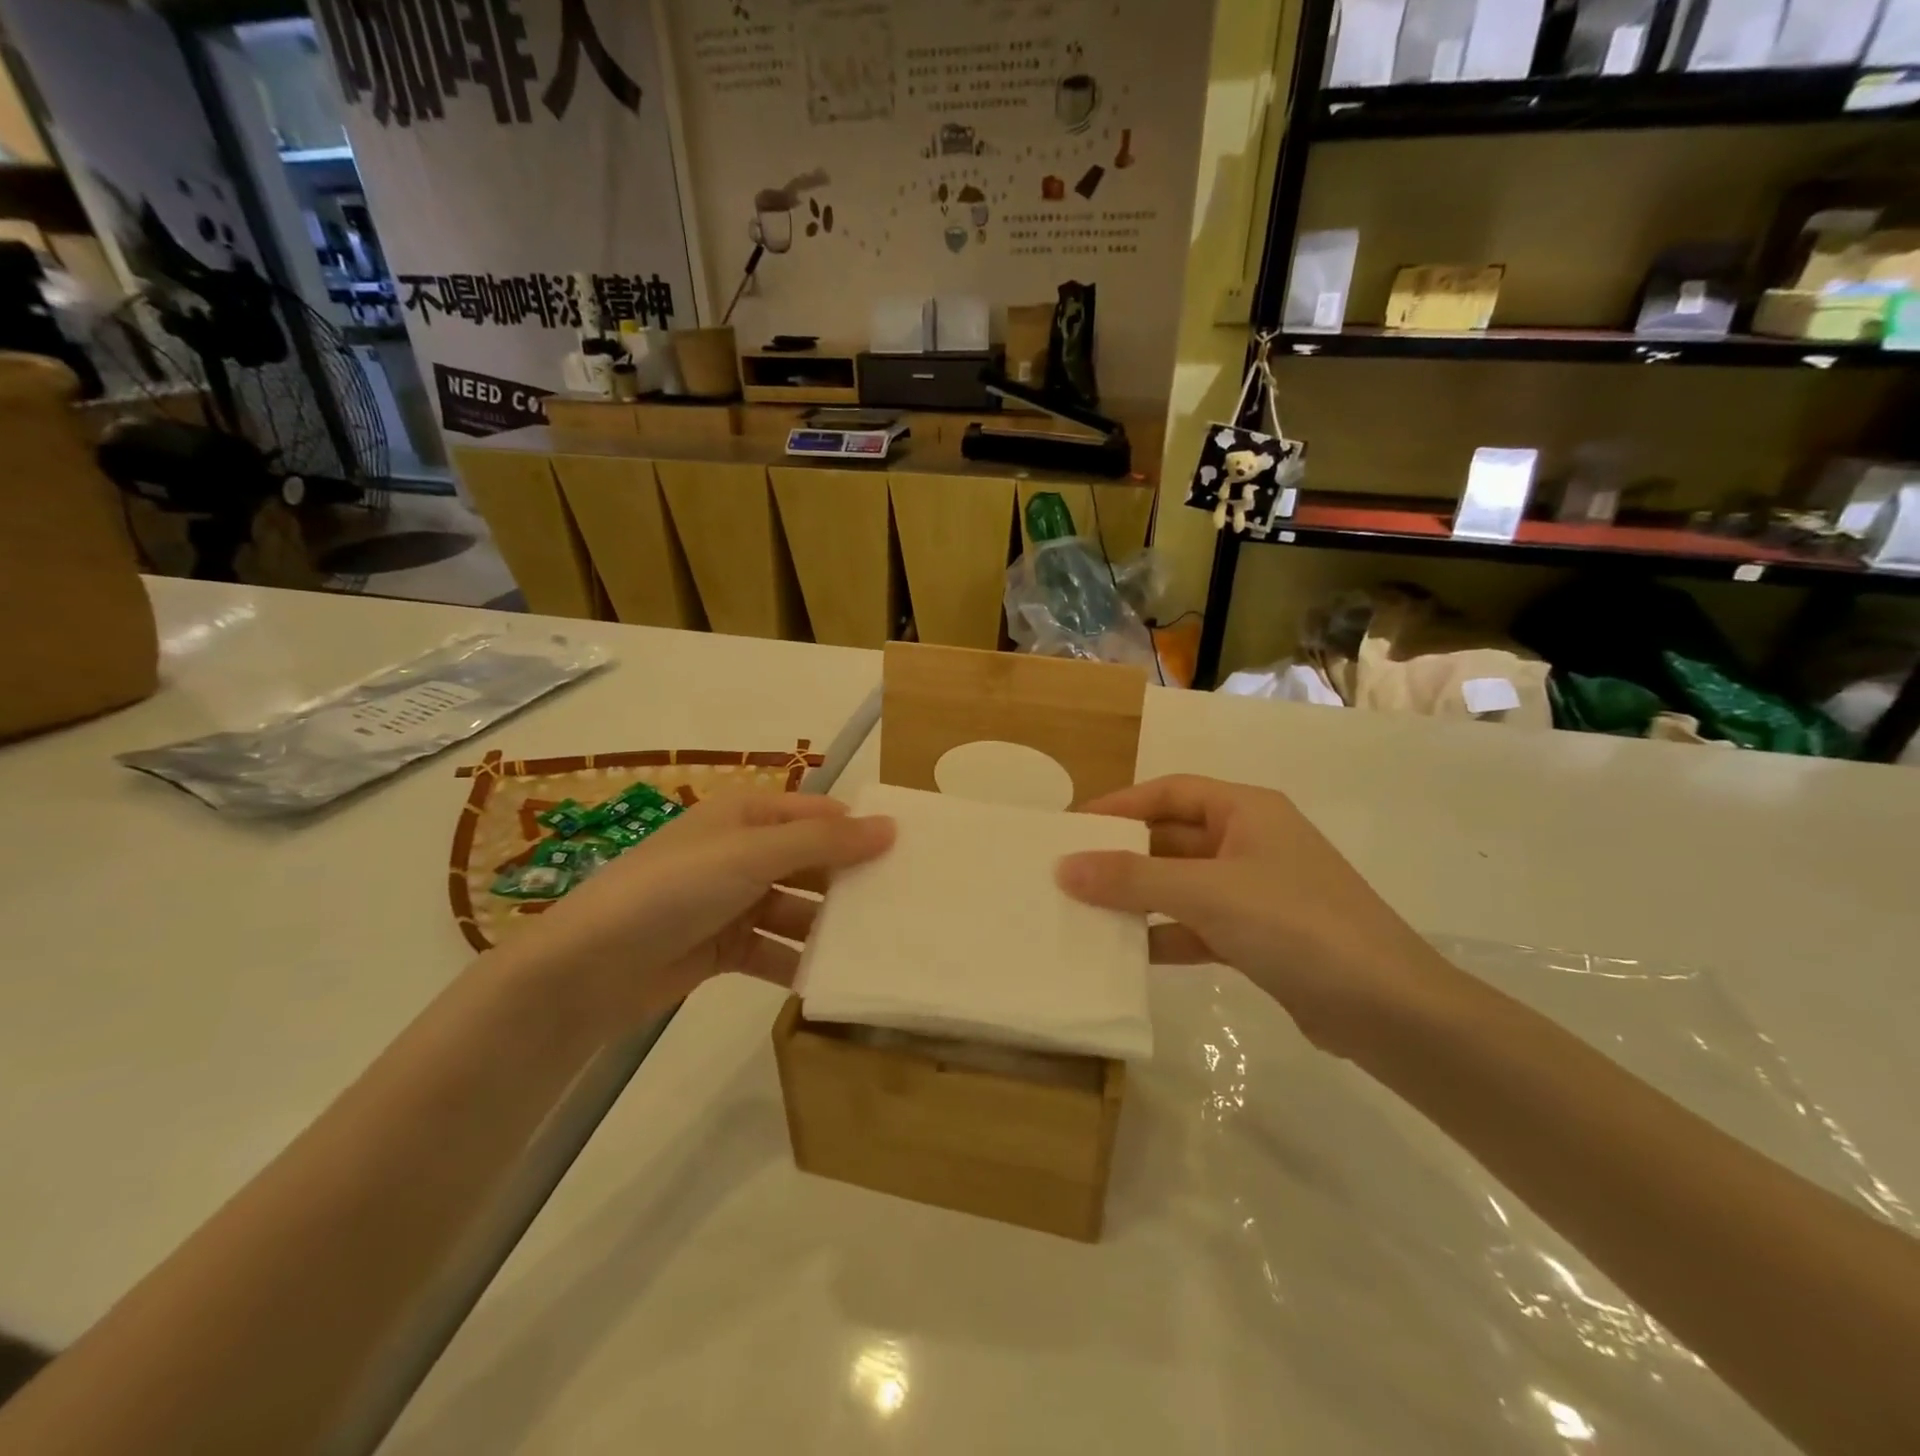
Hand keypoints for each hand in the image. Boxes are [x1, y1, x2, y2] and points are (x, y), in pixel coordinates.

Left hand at [496, 792, 893, 1035]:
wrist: (586, 969)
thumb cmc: (673, 891)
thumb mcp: (752, 855)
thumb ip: (824, 843)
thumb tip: (891, 826)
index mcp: (747, 816)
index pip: (819, 815)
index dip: (860, 831)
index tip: (909, 855)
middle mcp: (742, 853)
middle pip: (811, 863)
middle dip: (849, 883)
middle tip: (903, 907)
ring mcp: (731, 902)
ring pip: (796, 909)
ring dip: (826, 927)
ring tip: (874, 948)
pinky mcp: (722, 947)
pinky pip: (773, 949)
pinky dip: (797, 962)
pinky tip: (828, 980)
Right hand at [1056, 775, 1460, 1056]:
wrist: (1389, 1011)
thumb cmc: (1297, 926)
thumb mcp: (1208, 893)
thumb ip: (1133, 878)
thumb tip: (1064, 867)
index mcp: (1246, 811)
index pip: (1169, 792)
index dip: (1119, 805)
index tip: (1071, 828)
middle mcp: (1251, 842)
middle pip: (1172, 838)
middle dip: (1123, 855)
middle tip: (1069, 874)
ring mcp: (1256, 891)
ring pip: (1182, 884)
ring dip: (1139, 897)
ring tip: (1086, 913)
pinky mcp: (1260, 937)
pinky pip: (1198, 925)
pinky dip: (1165, 935)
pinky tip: (1130, 954)